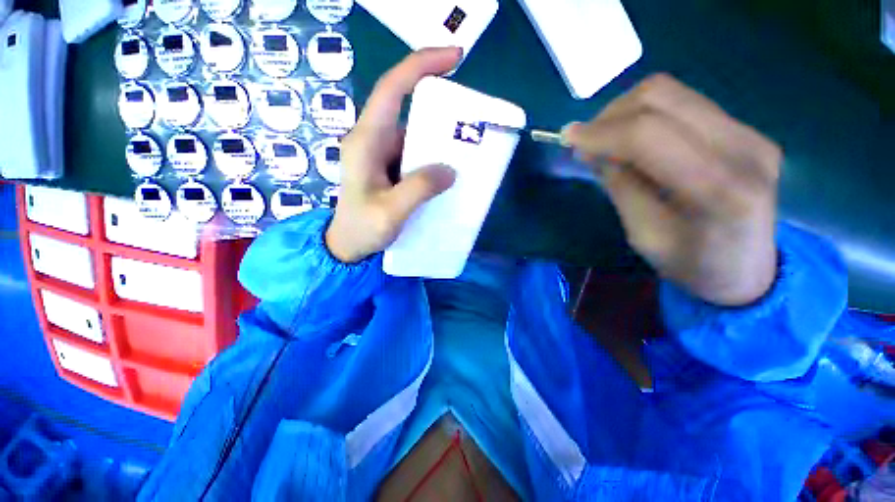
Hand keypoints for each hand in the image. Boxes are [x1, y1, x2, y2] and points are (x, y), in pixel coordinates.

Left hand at [326, 48, 461, 262]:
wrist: (347, 246)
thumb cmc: (361, 230)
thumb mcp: (390, 212)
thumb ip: (419, 189)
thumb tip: (450, 170)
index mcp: (366, 142)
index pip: (392, 89)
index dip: (421, 66)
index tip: (455, 58)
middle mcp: (372, 140)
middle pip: (407, 109)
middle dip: (439, 108)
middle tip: (469, 121)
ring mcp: (381, 154)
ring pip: (414, 134)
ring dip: (439, 139)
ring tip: (465, 149)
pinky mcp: (389, 167)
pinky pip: (415, 153)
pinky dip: (433, 157)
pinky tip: (448, 169)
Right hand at [564, 74, 781, 305]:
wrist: (748, 271)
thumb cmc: (691, 265)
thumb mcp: (643, 235)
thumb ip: (620, 186)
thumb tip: (593, 150)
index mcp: (718, 190)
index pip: (648, 136)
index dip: (600, 132)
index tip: (567, 138)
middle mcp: (743, 148)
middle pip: (662, 98)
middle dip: (610, 115)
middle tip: (585, 141)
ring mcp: (751, 133)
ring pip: (672, 93)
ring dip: (626, 111)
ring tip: (606, 139)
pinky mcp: (748, 130)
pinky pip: (684, 105)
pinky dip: (647, 116)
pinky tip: (633, 140)